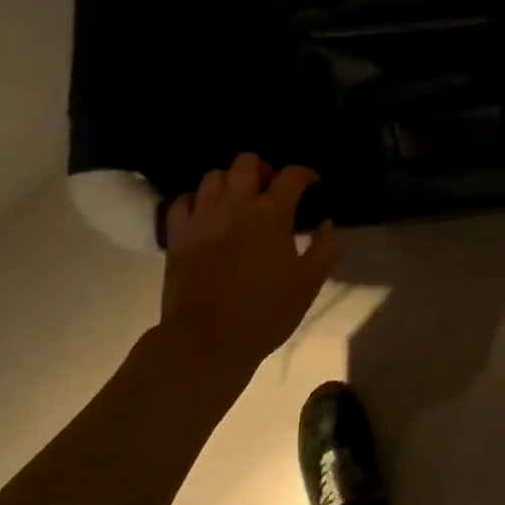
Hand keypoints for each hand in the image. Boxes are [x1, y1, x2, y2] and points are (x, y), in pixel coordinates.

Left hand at [159, 153, 339, 367]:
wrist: (207, 342)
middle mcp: (235, 204)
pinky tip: (206, 214)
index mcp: (271, 213)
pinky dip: (195, 200)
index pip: (291, 175)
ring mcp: (202, 217)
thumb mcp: (308, 283)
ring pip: (213, 176)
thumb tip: (327, 224)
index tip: (313, 184)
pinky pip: (181, 201)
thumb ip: (324, 248)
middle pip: (246, 162)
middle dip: (263, 169)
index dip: (306, 174)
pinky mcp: (177, 235)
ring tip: (238, 200)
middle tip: (271, 190)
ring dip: (230, 182)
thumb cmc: (265, 312)